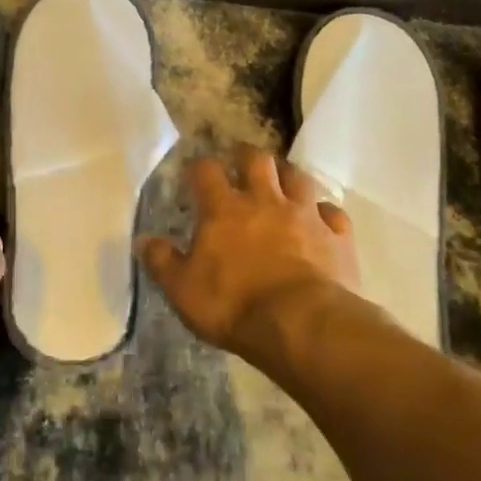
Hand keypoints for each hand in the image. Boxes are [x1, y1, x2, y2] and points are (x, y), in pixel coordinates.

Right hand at [137, 143, 358, 361]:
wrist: (302, 325)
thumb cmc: (233, 305)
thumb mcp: (183, 289)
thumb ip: (162, 262)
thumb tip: (143, 240)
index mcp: (224, 209)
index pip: (206, 171)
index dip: (199, 166)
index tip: (194, 170)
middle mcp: (265, 201)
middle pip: (257, 160)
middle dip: (246, 155)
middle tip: (240, 160)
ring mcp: (304, 215)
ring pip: (299, 177)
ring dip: (288, 175)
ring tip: (282, 179)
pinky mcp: (336, 236)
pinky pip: (333, 213)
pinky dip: (325, 212)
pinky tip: (321, 219)